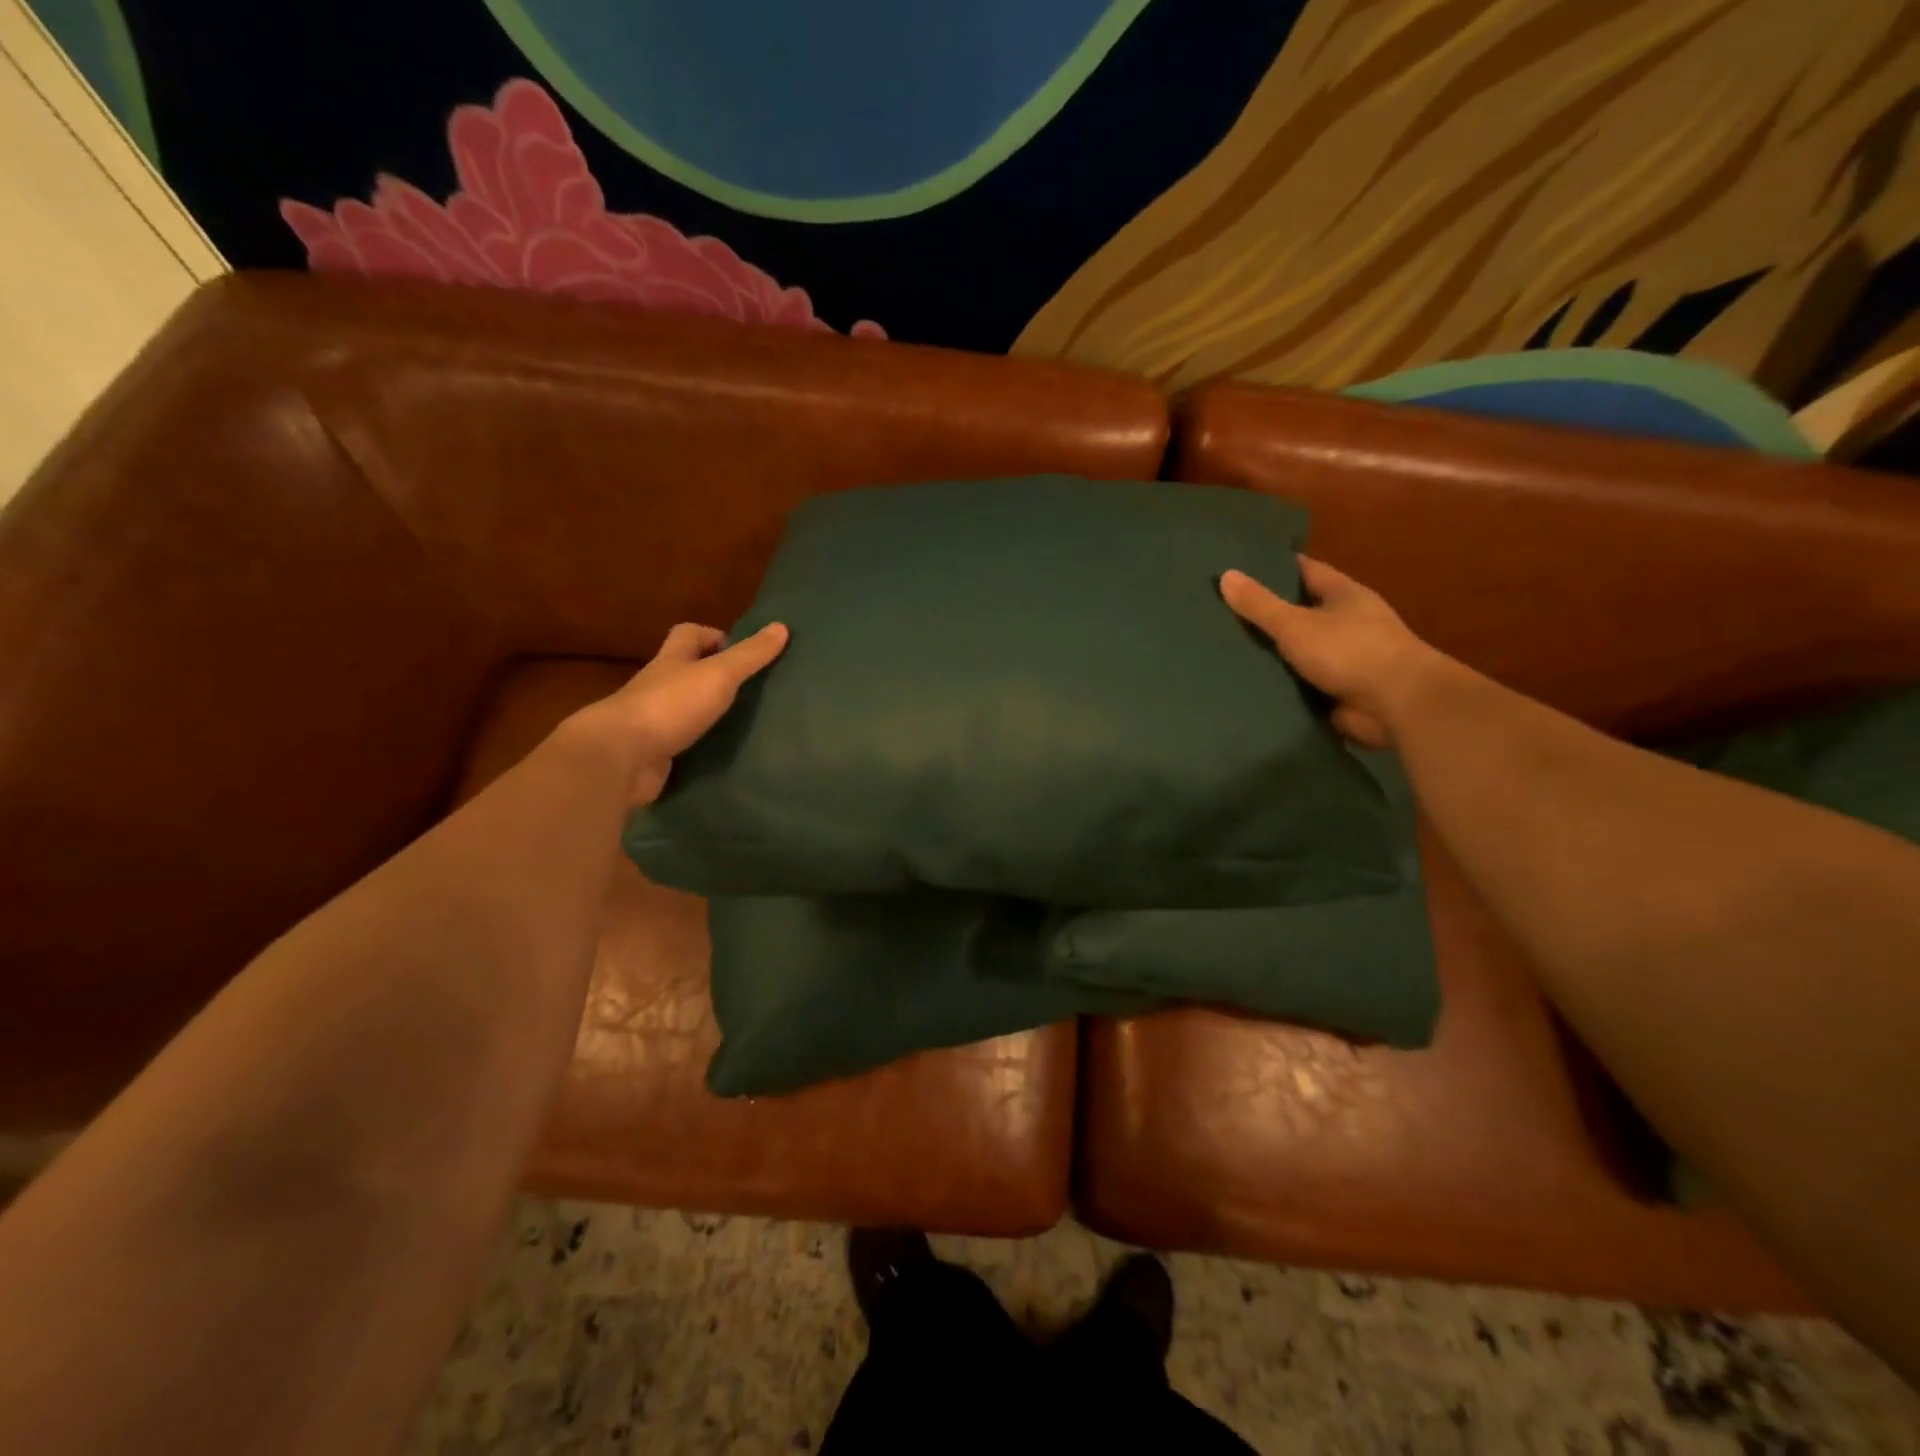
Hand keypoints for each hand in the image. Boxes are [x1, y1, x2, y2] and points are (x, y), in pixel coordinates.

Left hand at [573, 621, 788, 804]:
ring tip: (746, 724)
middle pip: (684, 672)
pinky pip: (682, 746)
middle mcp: (658, 687)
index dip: (711, 635)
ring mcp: (653, 723)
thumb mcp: (718, 675)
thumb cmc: (670, 705)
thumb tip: (781, 627)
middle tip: (751, 689)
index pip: (687, 634)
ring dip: (707, 715)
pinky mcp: (653, 755)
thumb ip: (749, 655)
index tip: (739, 649)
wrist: (621, 757)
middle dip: (713, 676)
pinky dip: (699, 748)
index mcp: (671, 661)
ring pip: (684, 711)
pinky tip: (723, 757)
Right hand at [1220, 557, 1441, 747]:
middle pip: (1301, 611)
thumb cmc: (1350, 651)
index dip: (1276, 568)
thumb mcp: (1296, 623)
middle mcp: (1347, 622)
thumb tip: (1225, 575)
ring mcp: (1345, 659)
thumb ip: (1260, 604)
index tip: (1241, 567)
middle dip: (1268, 613)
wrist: (1396, 704)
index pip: (1305, 571)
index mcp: (1344, 595)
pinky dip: (1280, 685)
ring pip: (1299, 650)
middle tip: (1222, 612)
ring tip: (1225, 650)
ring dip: (1272, 653)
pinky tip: (1248, 685)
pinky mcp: (1339, 691)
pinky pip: (1302, 683)